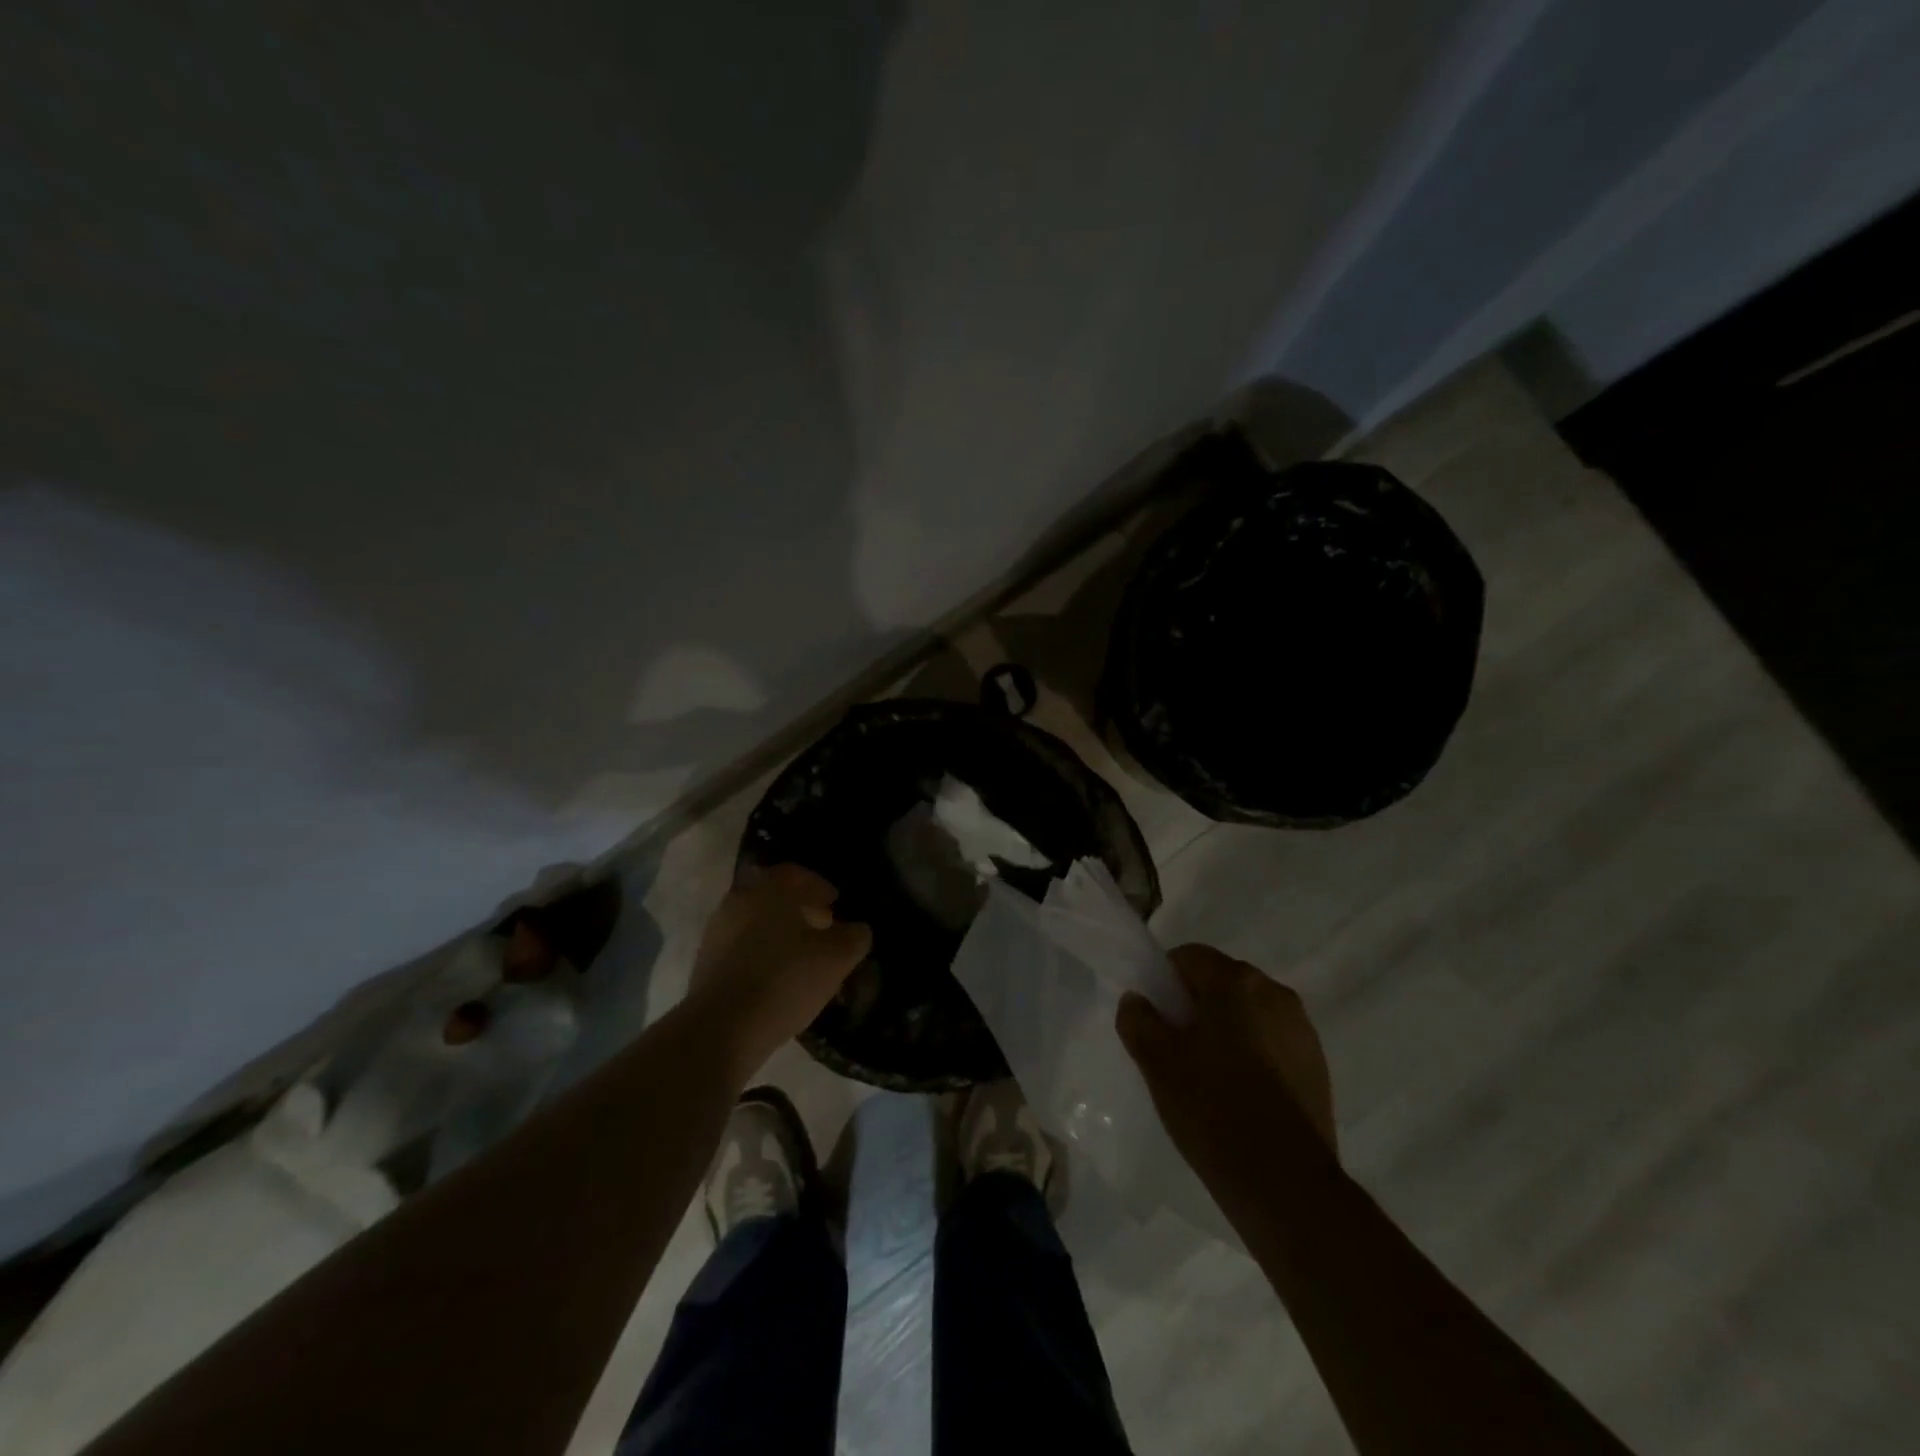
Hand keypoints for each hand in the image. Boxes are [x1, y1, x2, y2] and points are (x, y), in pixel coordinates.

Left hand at [688, 863, 872, 1076]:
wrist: (721, 1028)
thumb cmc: (785, 980)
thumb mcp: (837, 958)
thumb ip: (854, 937)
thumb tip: (857, 930)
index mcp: (769, 889)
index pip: (796, 873)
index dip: (819, 886)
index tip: (835, 904)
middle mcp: (739, 901)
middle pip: (773, 896)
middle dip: (800, 908)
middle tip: (823, 928)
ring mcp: (717, 932)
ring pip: (756, 921)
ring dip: (779, 932)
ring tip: (802, 957)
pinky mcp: (705, 963)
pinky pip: (742, 947)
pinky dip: (761, 953)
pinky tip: (777, 977)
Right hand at [1117, 944, 1336, 1181]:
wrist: (1285, 1183)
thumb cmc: (1212, 1107)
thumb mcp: (1157, 1061)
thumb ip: (1138, 1020)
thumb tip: (1138, 1001)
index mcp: (1236, 981)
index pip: (1188, 957)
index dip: (1164, 981)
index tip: (1154, 1018)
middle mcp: (1275, 993)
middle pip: (1221, 982)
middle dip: (1195, 1006)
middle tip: (1174, 1048)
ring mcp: (1302, 1030)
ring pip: (1249, 1014)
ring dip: (1226, 1031)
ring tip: (1208, 1076)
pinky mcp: (1318, 1067)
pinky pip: (1272, 1043)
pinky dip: (1252, 1055)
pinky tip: (1240, 1096)